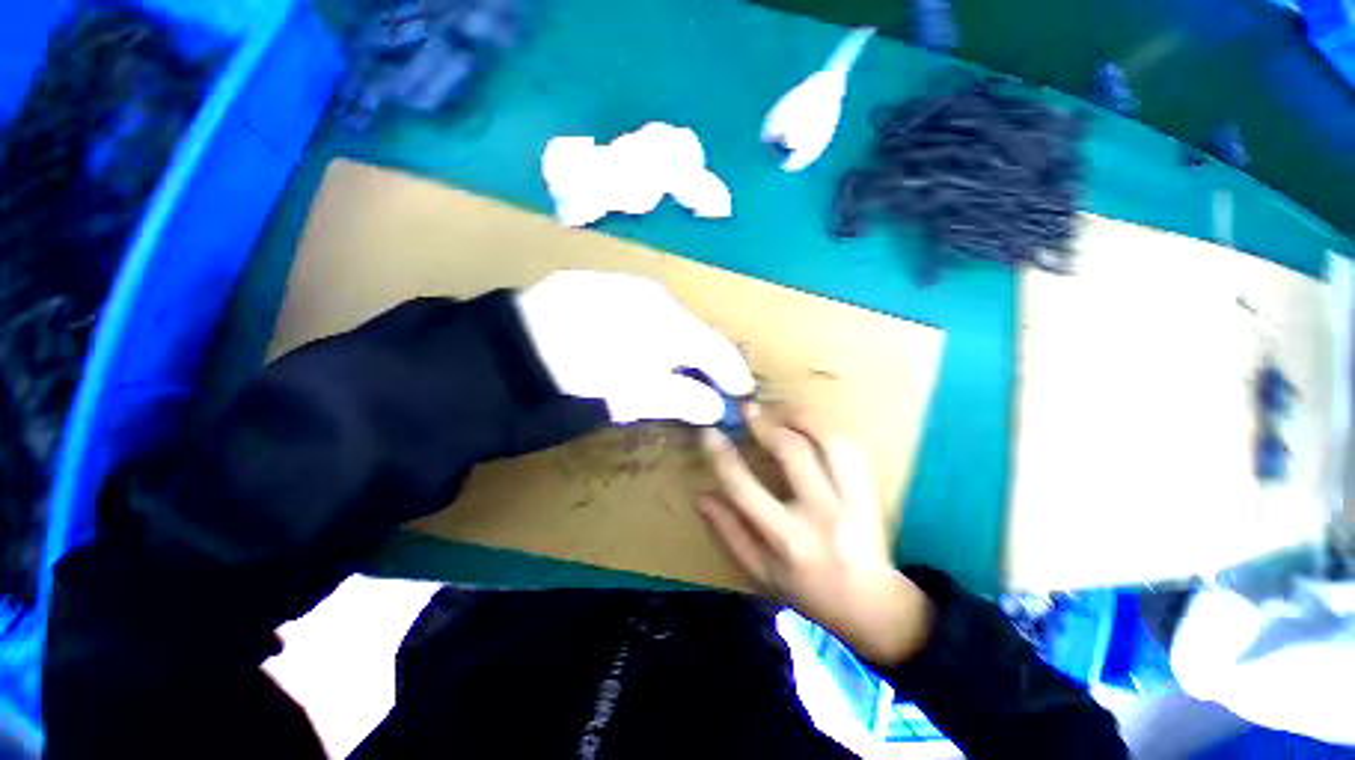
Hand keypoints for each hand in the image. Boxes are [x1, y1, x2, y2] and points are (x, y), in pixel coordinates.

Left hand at [515, 271, 753, 424]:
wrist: (505, 352)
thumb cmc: (578, 379)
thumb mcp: (634, 395)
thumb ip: (681, 398)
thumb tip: (716, 407)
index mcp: (666, 320)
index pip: (713, 347)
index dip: (731, 372)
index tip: (740, 393)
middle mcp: (651, 294)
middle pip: (691, 331)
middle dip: (703, 360)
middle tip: (708, 386)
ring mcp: (622, 287)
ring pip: (665, 320)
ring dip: (676, 348)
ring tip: (674, 372)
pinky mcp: (595, 288)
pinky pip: (638, 312)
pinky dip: (648, 335)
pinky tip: (637, 349)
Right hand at [699, 406, 933, 664]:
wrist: (873, 606)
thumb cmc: (808, 591)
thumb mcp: (759, 571)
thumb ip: (729, 532)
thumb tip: (702, 495)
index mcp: (788, 539)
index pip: (745, 487)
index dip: (722, 455)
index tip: (710, 432)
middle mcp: (823, 514)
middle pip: (793, 453)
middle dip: (765, 424)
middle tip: (747, 410)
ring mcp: (855, 500)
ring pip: (832, 440)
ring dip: (802, 416)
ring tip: (780, 409)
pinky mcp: (873, 490)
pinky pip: (853, 445)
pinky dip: (828, 426)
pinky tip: (809, 422)